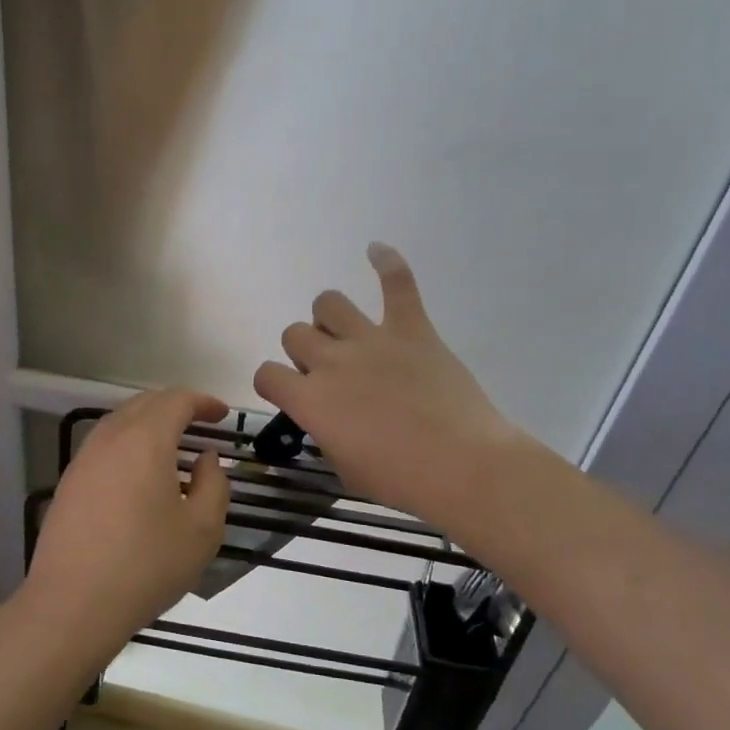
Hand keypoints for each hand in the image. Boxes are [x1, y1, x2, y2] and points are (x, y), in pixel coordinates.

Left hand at [25, 389, 229, 644]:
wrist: (73, 605)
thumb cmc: (147, 565)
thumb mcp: (202, 529)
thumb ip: (214, 484)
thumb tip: (206, 459)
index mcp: (145, 440)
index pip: (176, 400)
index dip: (202, 402)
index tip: (222, 414)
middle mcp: (110, 438)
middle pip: (144, 404)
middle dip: (175, 406)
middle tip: (200, 423)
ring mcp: (83, 460)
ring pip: (120, 422)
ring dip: (149, 424)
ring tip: (172, 447)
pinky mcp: (68, 484)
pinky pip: (104, 447)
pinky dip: (128, 445)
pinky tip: (140, 475)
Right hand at [254, 244, 526, 524]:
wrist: (463, 466)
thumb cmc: (401, 479)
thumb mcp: (346, 469)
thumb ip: (326, 434)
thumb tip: (328, 418)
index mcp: (310, 400)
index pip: (267, 375)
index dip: (274, 383)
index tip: (289, 393)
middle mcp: (331, 361)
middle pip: (295, 334)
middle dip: (304, 352)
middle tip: (329, 373)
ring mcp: (371, 339)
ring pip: (329, 302)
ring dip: (330, 317)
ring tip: (346, 333)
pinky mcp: (411, 328)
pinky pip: (396, 283)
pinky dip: (387, 263)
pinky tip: (376, 250)